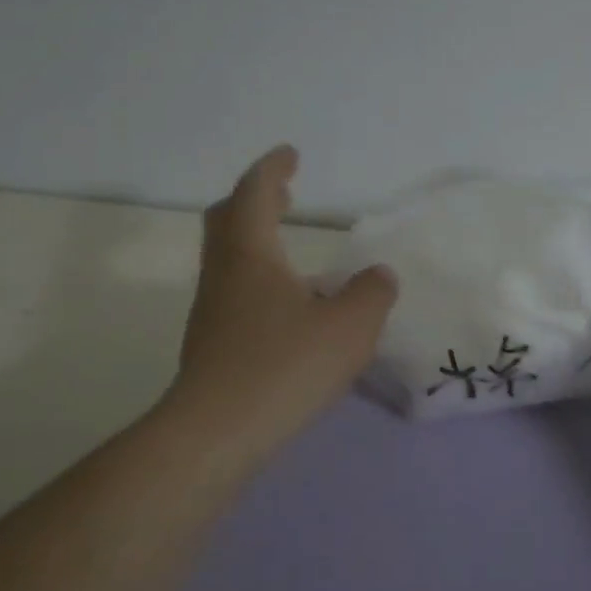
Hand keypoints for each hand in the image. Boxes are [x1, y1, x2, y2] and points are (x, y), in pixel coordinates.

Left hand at [167, 146, 397, 460]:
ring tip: (291, 251)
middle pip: (228, 220)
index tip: (290, 155)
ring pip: (229, 259)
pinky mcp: (212, 345)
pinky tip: (287, 308)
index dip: (272, 170)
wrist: (217, 434)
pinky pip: (234, 292)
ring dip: (256, 241)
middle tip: (284, 195)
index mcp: (250, 255)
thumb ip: (371, 294)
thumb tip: (378, 277)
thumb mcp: (349, 327)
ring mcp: (212, 312)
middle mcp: (224, 275)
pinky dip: (258, 279)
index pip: (254, 193)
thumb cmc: (284, 367)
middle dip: (256, 200)